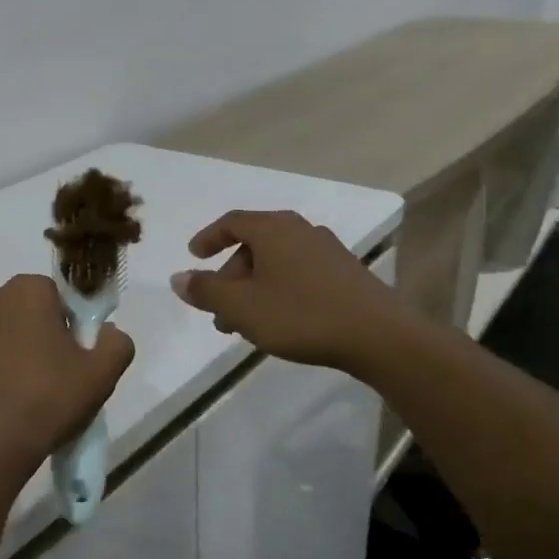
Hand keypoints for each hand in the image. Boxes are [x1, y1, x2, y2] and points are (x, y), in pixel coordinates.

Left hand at [0, 275, 135, 492]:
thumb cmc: (45, 401)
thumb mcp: (101, 375)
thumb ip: (117, 343)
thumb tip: (109, 333)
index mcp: (27, 290)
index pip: (55, 297)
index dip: (67, 326)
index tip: (70, 359)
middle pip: (19, 311)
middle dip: (32, 334)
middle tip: (46, 378)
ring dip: (1, 351)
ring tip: (14, 395)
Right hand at [170, 209, 400, 368]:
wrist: (380, 336)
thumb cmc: (301, 315)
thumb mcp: (242, 307)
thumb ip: (207, 291)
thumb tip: (178, 278)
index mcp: (272, 229)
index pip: (231, 222)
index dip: (208, 237)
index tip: (194, 256)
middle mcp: (300, 230)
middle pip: (253, 244)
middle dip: (230, 276)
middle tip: (218, 311)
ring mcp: (327, 250)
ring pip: (276, 262)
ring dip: (254, 288)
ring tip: (246, 325)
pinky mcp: (346, 272)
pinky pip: (299, 272)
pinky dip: (279, 289)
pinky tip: (281, 320)